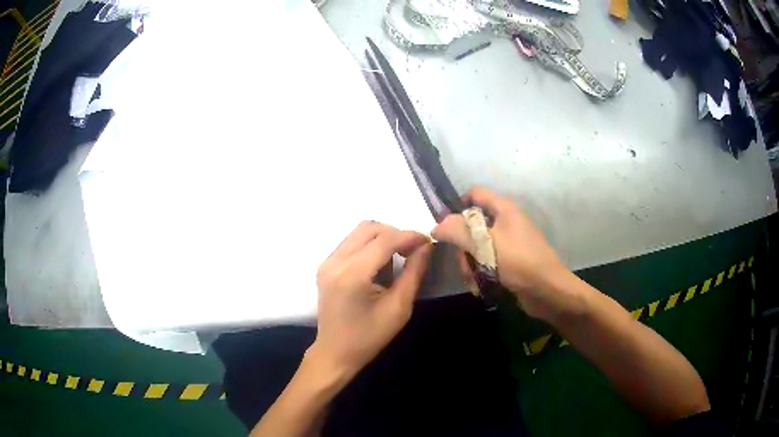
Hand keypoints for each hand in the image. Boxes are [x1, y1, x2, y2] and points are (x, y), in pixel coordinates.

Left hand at [312, 221, 432, 379]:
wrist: (335, 353)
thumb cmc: (369, 337)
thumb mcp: (399, 308)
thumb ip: (414, 273)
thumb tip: (426, 246)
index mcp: (352, 275)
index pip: (385, 240)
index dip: (409, 236)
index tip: (428, 242)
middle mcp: (335, 262)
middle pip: (369, 228)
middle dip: (395, 234)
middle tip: (413, 250)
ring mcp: (327, 262)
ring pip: (359, 232)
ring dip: (383, 238)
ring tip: (399, 257)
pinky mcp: (326, 266)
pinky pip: (351, 242)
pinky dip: (370, 245)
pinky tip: (380, 264)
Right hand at [432, 187, 570, 319]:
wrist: (547, 290)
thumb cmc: (518, 261)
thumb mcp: (484, 244)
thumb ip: (457, 231)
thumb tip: (436, 226)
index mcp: (503, 209)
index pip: (475, 194)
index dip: (457, 205)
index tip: (445, 227)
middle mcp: (506, 221)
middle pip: (473, 225)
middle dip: (463, 247)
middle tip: (462, 264)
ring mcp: (509, 242)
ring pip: (478, 247)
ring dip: (470, 264)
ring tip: (473, 282)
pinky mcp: (510, 261)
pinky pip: (487, 261)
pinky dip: (480, 272)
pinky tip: (480, 287)